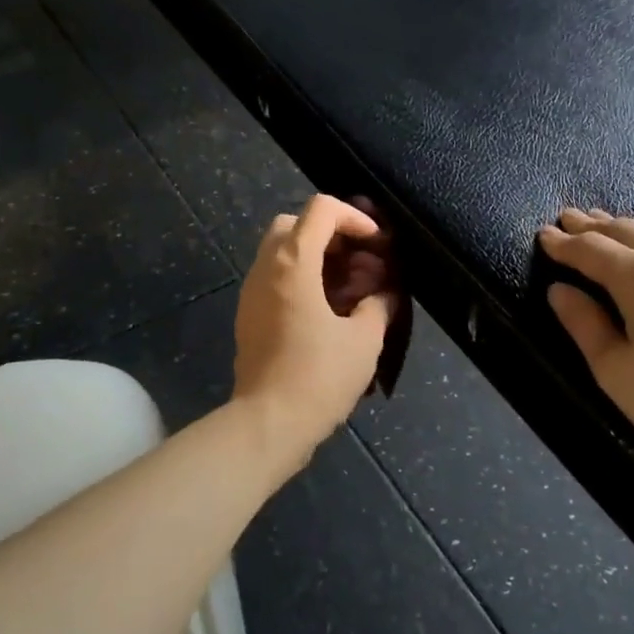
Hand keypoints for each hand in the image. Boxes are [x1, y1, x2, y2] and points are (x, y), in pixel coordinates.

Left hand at [233, 195, 395, 470]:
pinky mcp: (248, 316)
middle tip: (358, 263)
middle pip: (294, 224)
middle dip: (330, 235)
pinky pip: (274, 280)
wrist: (267, 424)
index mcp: (293, 263)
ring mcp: (251, 292)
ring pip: (281, 252)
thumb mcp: (364, 340)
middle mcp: (266, 268)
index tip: (376, 244)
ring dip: (315, 259)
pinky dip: (300, 281)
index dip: (354, 217)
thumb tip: (385, 295)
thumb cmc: (318, 376)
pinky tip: (327, 313)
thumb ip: (379, 306)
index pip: (321, 209)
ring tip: (349, 290)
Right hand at [538, 209, 633, 494]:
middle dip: (592, 226)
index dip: (563, 243)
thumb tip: (559, 289)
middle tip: (567, 219)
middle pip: (625, 231)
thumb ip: (584, 324)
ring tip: (601, 226)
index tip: (542, 234)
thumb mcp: (616, 372)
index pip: (591, 250)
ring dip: (623, 230)